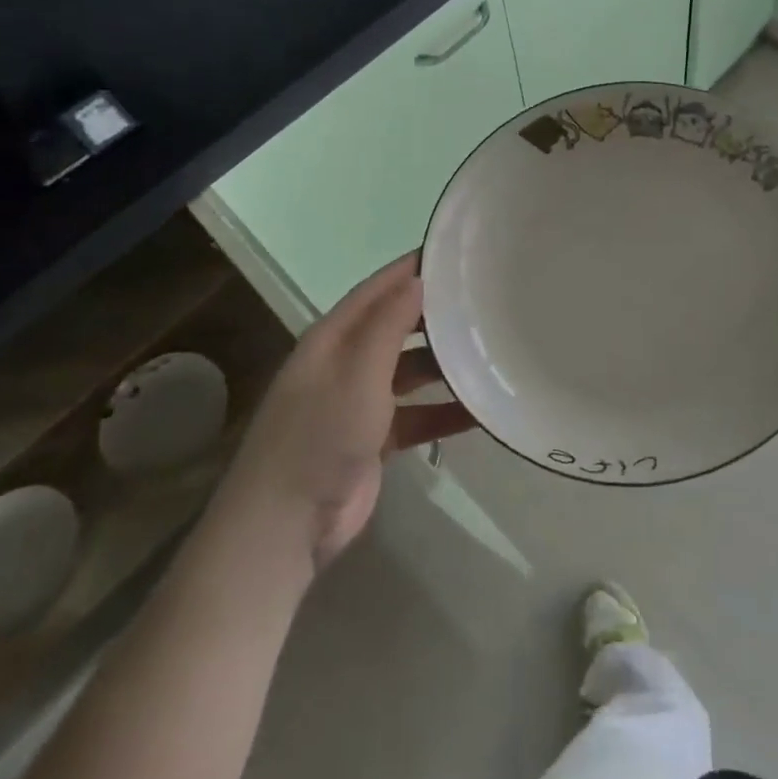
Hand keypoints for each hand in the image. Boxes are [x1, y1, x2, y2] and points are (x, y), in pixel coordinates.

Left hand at [238, 254, 474, 569]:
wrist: (285, 526)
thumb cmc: (320, 436)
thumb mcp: (358, 372)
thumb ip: (389, 324)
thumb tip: (418, 278)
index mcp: (332, 339)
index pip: (377, 290)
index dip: (412, 269)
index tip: (456, 253)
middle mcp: (345, 363)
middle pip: (397, 328)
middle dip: (435, 315)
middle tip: (485, 301)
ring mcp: (358, 402)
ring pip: (410, 372)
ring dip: (445, 365)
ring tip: (492, 352)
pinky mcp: (373, 440)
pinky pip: (416, 415)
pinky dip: (444, 412)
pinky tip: (481, 411)